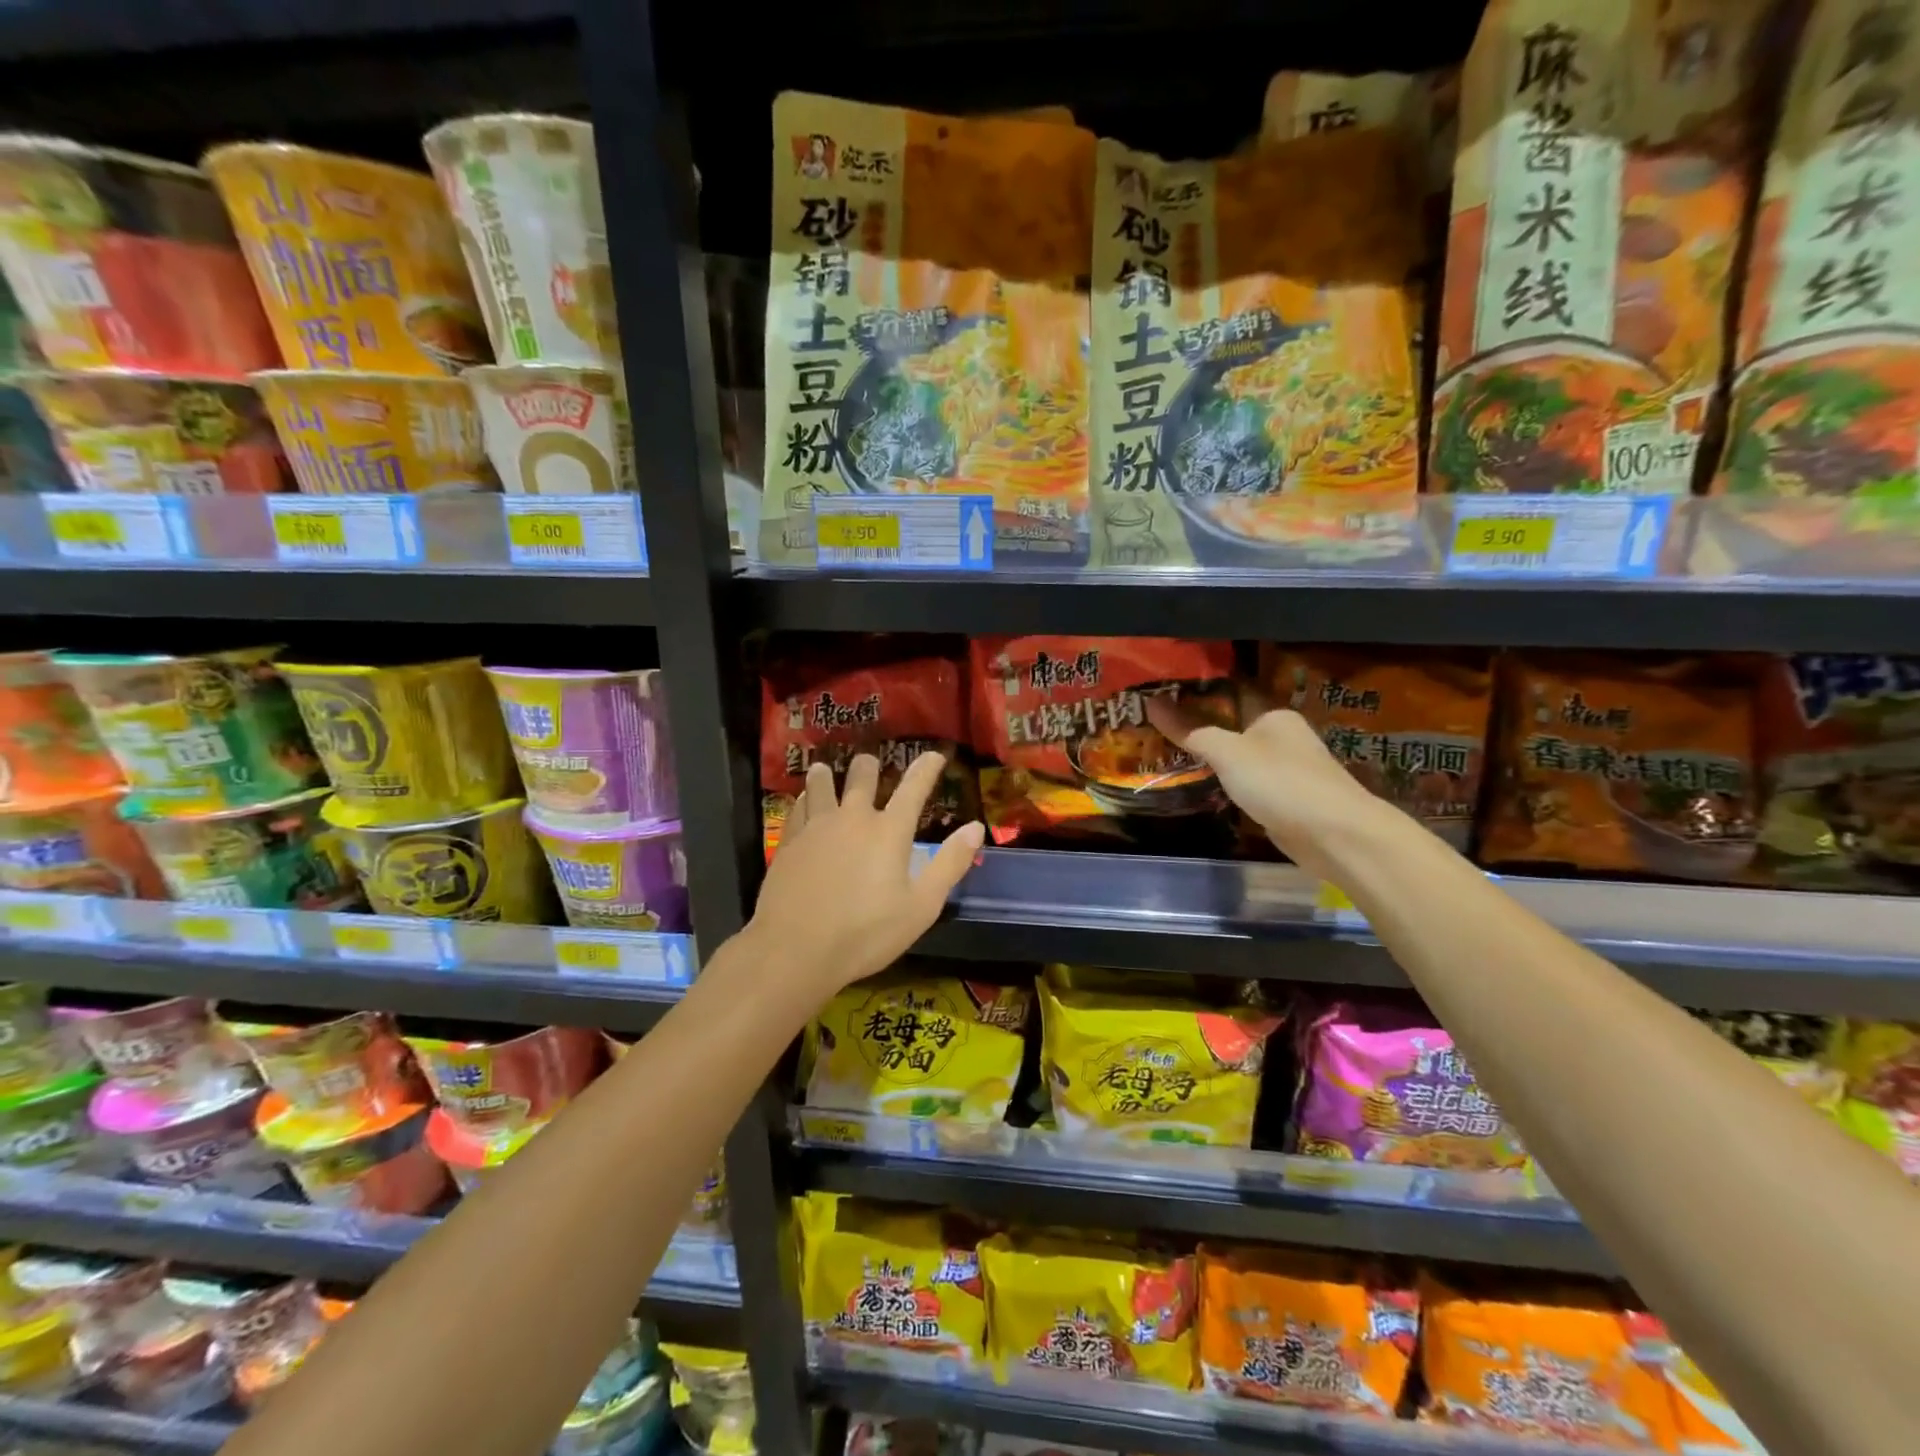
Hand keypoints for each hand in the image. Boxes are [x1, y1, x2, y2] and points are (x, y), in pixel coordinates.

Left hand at [747, 752, 984, 1000]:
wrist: (795, 949)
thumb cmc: (866, 933)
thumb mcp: (921, 906)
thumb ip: (950, 864)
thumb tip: (976, 828)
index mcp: (889, 831)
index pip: (914, 788)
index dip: (927, 768)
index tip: (934, 755)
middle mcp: (853, 818)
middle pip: (861, 777)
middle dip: (869, 766)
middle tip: (870, 762)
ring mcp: (817, 827)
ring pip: (821, 785)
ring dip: (827, 775)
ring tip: (825, 770)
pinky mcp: (789, 842)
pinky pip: (798, 807)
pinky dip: (804, 798)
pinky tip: (802, 802)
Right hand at [1147, 696, 1390, 880]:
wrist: (1334, 835)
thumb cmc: (1280, 781)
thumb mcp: (1228, 752)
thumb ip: (1190, 730)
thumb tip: (1152, 703)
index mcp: (1273, 714)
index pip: (1230, 692)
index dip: (1197, 691)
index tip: (1162, 693)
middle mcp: (1282, 736)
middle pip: (1233, 725)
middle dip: (1199, 726)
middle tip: (1155, 725)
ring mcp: (1286, 769)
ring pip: (1239, 756)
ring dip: (1212, 757)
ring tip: (1167, 752)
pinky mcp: (1285, 799)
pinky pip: (1247, 783)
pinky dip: (1226, 783)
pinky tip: (1200, 784)